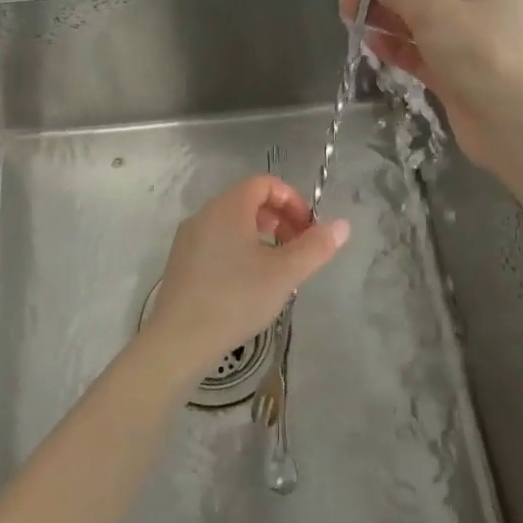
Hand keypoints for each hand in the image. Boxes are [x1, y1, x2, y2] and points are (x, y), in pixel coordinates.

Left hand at [138, 175, 349, 388]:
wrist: (179, 339)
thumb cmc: (236, 298)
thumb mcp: (284, 273)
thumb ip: (316, 247)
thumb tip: (343, 225)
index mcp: (228, 207)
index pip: (264, 183)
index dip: (292, 200)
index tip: (309, 230)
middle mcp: (205, 214)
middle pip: (248, 201)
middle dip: (280, 219)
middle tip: (299, 249)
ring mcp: (189, 238)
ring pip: (232, 223)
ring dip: (261, 236)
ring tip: (278, 268)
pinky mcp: (181, 261)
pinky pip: (217, 241)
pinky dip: (240, 249)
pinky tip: (249, 283)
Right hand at [339, 0, 522, 173]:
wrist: (510, 120)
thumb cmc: (477, 53)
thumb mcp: (434, 12)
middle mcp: (475, 9)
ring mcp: (463, 44)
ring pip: (416, 23)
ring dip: (383, 17)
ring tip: (347, 14)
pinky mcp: (451, 74)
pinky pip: (417, 53)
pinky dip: (394, 46)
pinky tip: (368, 42)